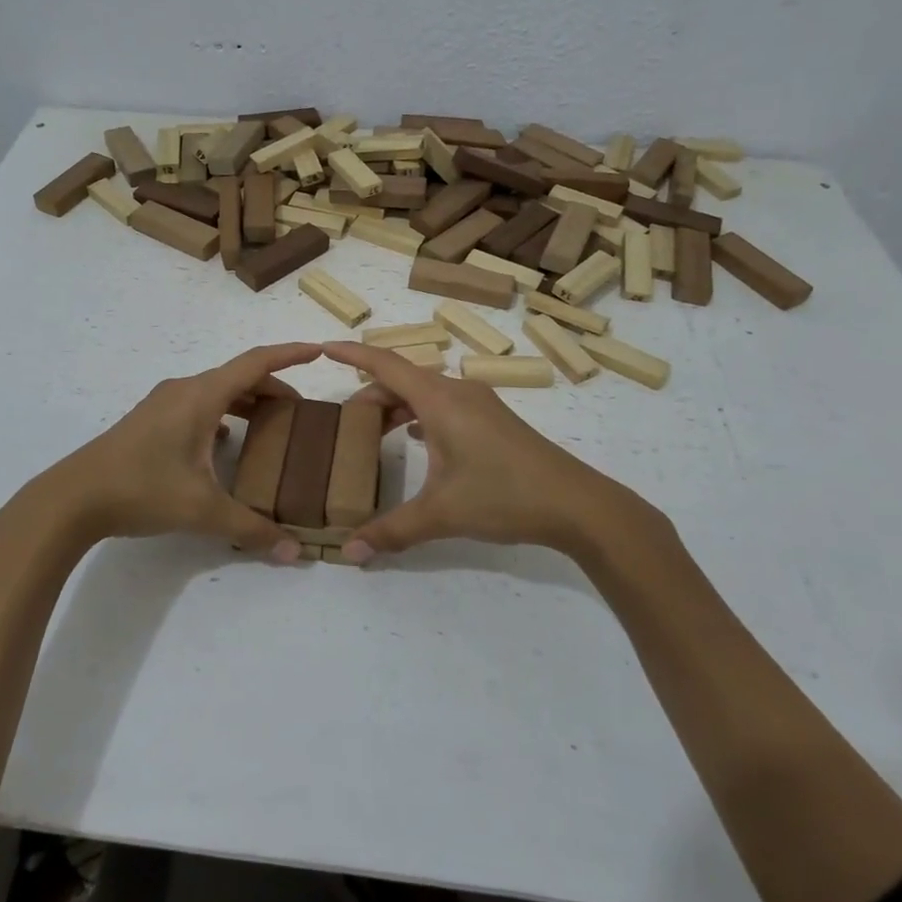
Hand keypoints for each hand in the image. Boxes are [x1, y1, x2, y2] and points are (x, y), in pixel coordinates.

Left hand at [24, 343, 322, 561]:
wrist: (72, 498)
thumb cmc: (142, 490)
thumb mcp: (202, 511)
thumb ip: (251, 528)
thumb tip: (294, 552)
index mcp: (201, 397)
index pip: (255, 363)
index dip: (290, 355)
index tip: (318, 352)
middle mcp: (184, 391)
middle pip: (239, 377)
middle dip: (274, 388)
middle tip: (301, 412)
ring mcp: (163, 404)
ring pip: (217, 391)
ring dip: (247, 401)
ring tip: (272, 426)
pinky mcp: (150, 421)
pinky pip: (198, 406)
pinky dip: (223, 414)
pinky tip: (227, 442)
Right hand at [323, 341, 676, 566]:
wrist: (576, 504)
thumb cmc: (504, 496)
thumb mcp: (442, 514)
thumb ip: (391, 531)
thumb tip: (348, 554)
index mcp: (441, 400)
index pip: (386, 364)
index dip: (353, 354)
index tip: (324, 348)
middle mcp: (458, 392)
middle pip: (403, 379)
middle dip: (369, 393)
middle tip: (343, 420)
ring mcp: (479, 405)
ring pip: (425, 393)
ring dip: (396, 406)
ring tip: (372, 432)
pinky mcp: (493, 422)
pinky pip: (444, 406)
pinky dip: (420, 416)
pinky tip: (415, 440)